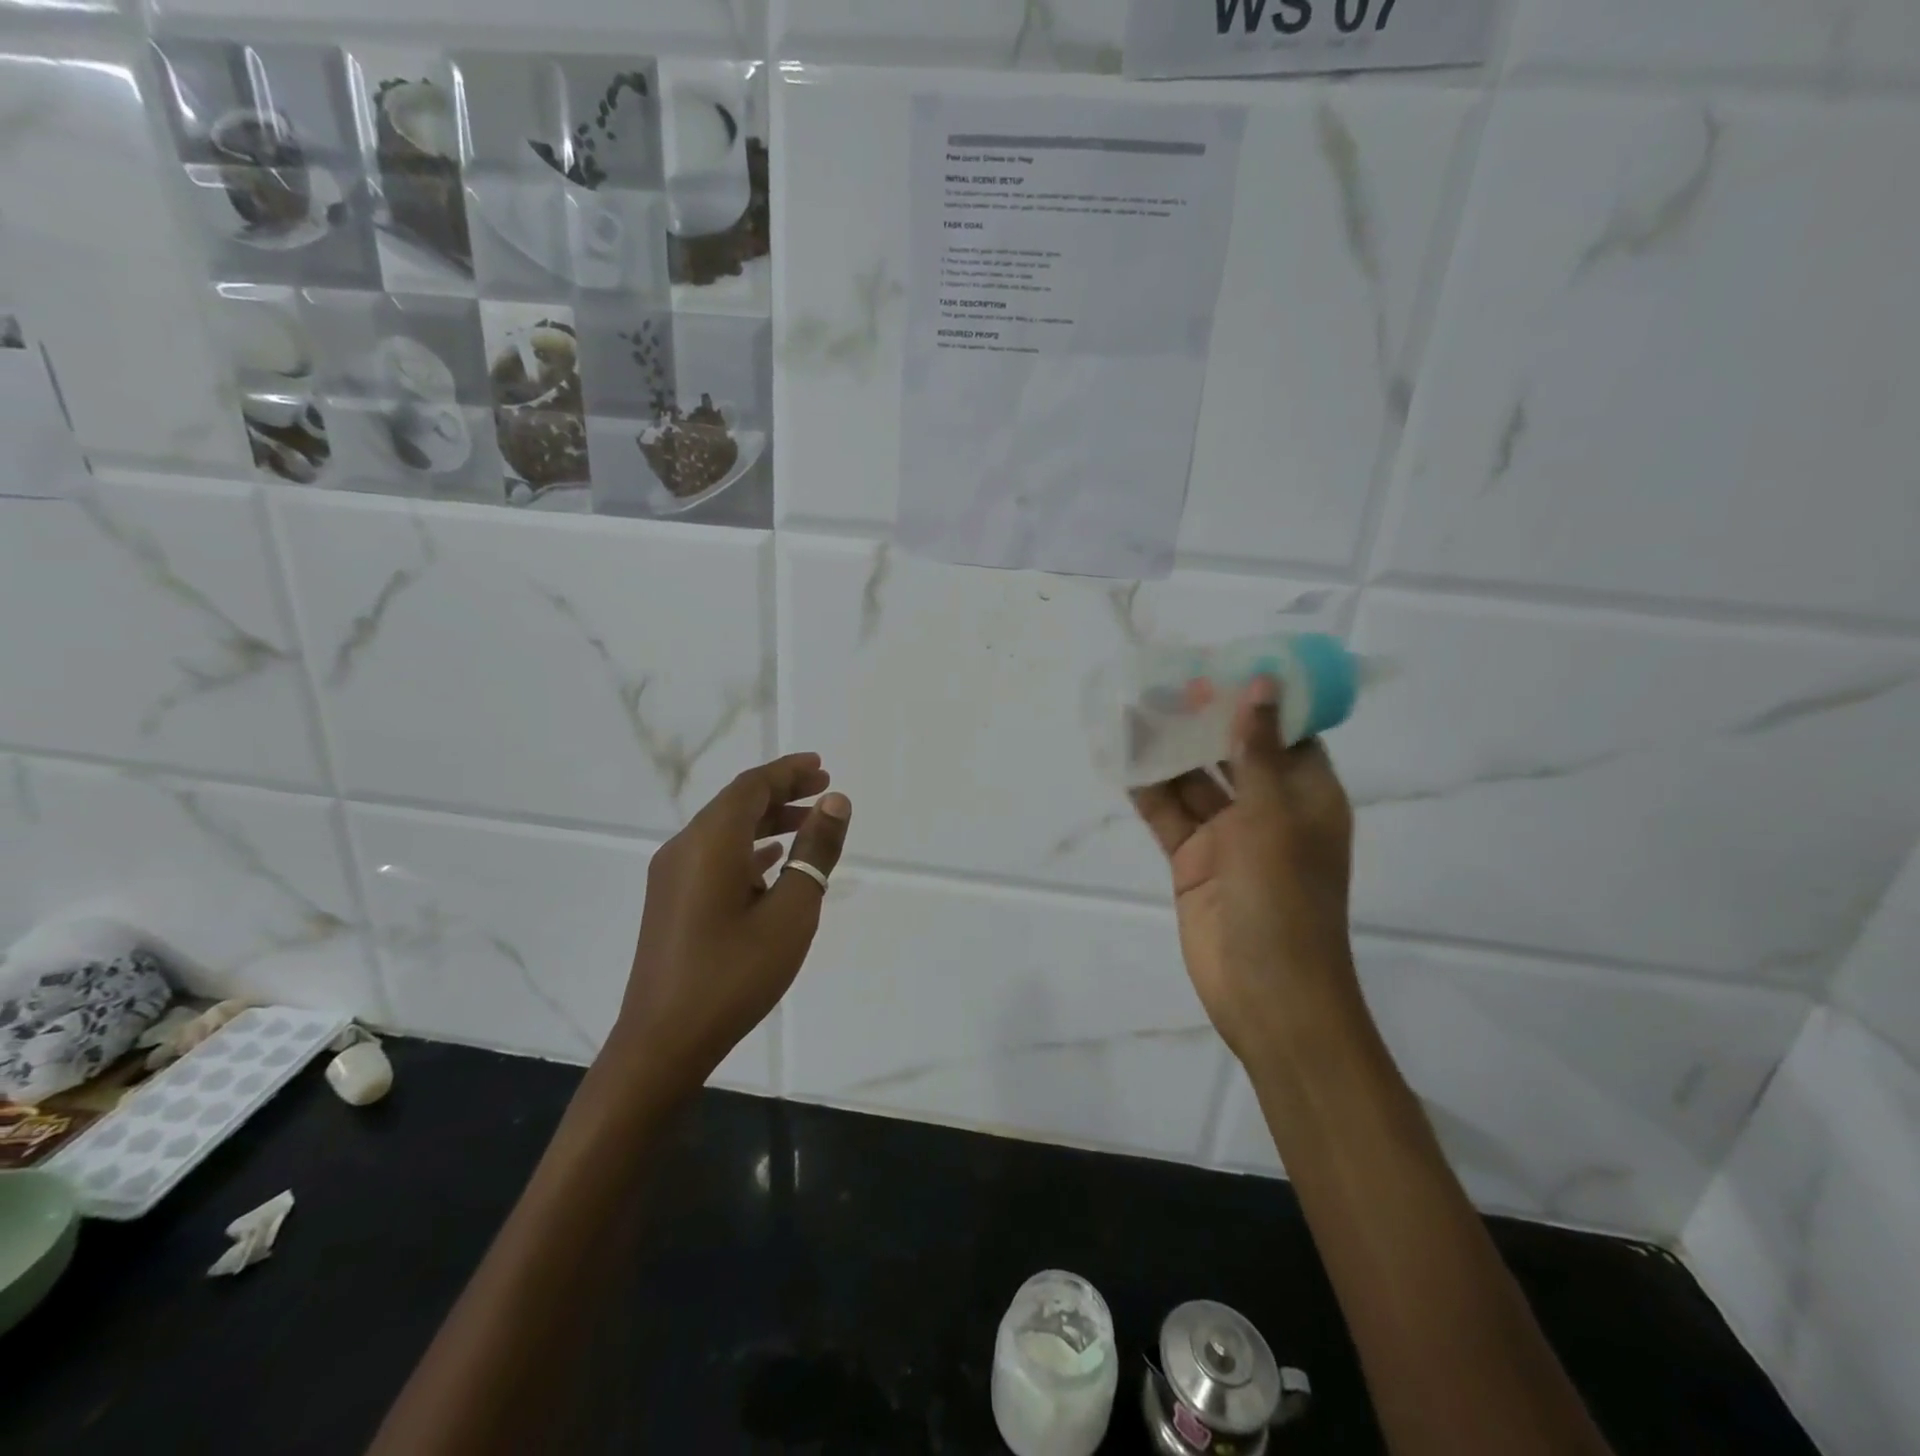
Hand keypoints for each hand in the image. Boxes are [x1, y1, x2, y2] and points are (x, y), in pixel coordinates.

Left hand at [614, 753, 850, 1087]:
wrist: (663, 1042)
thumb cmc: (734, 974)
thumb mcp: (791, 912)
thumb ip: (815, 853)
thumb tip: (835, 802)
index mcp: (710, 842)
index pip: (752, 786)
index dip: (788, 772)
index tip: (822, 767)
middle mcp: (684, 848)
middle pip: (736, 803)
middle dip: (781, 792)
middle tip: (823, 790)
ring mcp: (672, 876)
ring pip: (724, 830)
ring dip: (766, 821)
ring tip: (808, 825)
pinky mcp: (671, 901)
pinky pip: (713, 856)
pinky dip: (747, 848)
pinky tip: (771, 864)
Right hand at [1130, 678, 1356, 1064]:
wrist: (1266, 995)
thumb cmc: (1285, 901)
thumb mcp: (1274, 819)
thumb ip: (1258, 752)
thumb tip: (1260, 685)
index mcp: (1307, 796)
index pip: (1286, 734)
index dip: (1258, 699)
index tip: (1223, 664)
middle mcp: (1269, 811)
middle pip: (1233, 752)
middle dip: (1202, 720)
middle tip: (1164, 681)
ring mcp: (1228, 838)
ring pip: (1194, 782)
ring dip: (1168, 751)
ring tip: (1133, 710)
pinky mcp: (1192, 861)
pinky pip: (1169, 815)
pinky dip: (1148, 790)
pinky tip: (1123, 760)